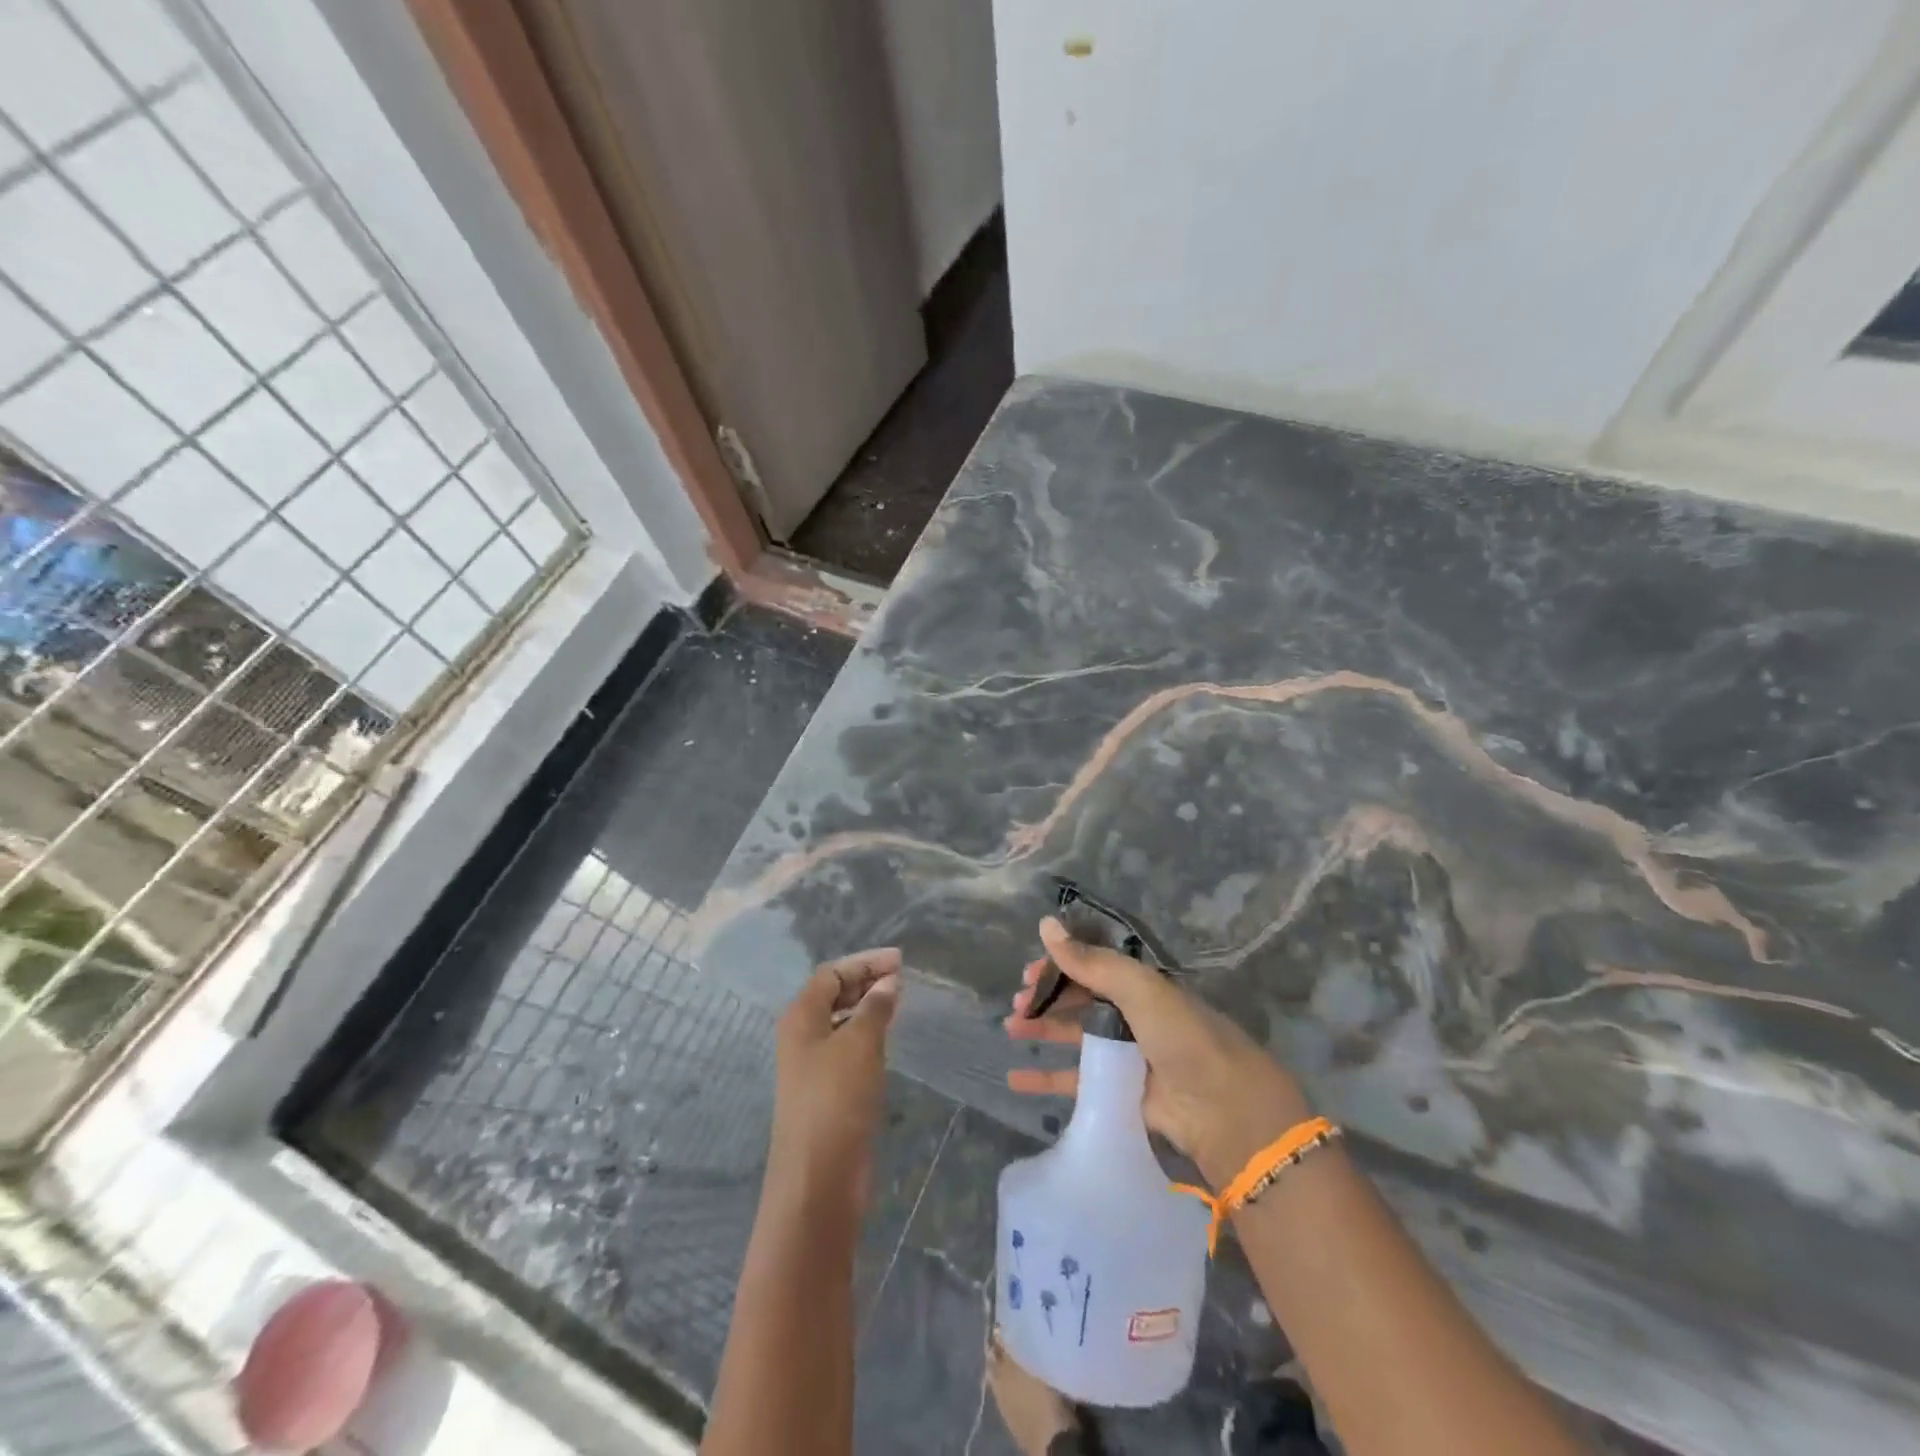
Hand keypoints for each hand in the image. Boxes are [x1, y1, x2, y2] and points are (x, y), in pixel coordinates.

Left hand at [768, 948, 901, 1215]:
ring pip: (841, 1021)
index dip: (865, 963)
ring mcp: (813, 1065)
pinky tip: (888, 1039)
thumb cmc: (836, 1099)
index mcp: (801, 1016)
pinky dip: (868, 1035)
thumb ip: (875, 1007)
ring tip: (900, 1002)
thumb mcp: (860, 1044)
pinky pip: (848, 1048)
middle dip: (866, 981)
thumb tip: (888, 982)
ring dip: (868, 1007)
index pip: (832, 973)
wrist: (818, 1178)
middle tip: (904, 978)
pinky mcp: (827, 1091)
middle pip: (834, 994)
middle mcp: (802, 1035)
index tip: (901, 961)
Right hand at [1004, 917, 1311, 1186]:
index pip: (1092, 965)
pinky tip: (1016, 1078)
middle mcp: (1133, 1015)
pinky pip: (1075, 1080)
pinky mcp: (1119, 1092)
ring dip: (1042, 1029)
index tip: (1028, 973)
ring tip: (1010, 1028)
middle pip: (1080, 1000)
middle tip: (1016, 1004)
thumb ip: (1090, 961)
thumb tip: (1045, 924)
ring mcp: (1126, 1054)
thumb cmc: (1182, 1036)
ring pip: (1074, 1035)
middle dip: (1047, 997)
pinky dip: (1046, 1078)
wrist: (1222, 1109)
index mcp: (1141, 985)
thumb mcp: (1138, 989)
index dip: (1060, 965)